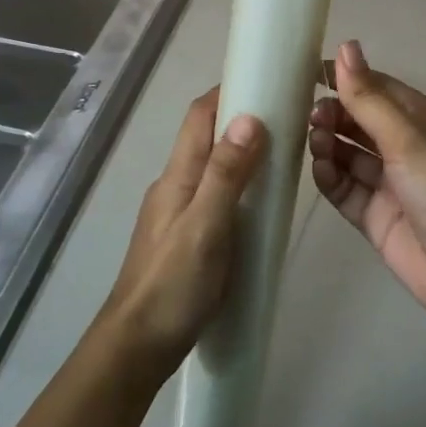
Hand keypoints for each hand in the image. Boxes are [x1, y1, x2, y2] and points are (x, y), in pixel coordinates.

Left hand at [103, 90, 265, 368]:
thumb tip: (249, 117)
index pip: (200, 116)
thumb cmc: (173, 285)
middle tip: (288, 117)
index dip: (228, 91)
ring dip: (242, 152)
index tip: (267, 80)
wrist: (137, 346)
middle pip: (206, 137)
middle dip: (242, 118)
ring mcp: (178, 212)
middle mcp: (175, 185)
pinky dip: (239, 184)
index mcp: (178, 176)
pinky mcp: (186, 236)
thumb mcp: (205, 227)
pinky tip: (262, 203)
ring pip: (212, 166)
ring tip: (283, 155)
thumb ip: (226, 174)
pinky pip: (216, 194)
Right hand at [309, 41, 425, 326]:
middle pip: (358, 121)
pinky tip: (321, 170)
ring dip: (328, 144)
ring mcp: (389, 183)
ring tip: (315, 142)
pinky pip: (344, 189)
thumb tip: (345, 45)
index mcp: (420, 119)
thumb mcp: (408, 139)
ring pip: (347, 154)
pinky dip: (330, 178)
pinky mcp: (375, 216)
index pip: (375, 87)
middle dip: (333, 114)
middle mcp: (404, 147)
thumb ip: (369, 98)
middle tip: (310, 117)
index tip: (305, 73)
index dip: (344, 78)